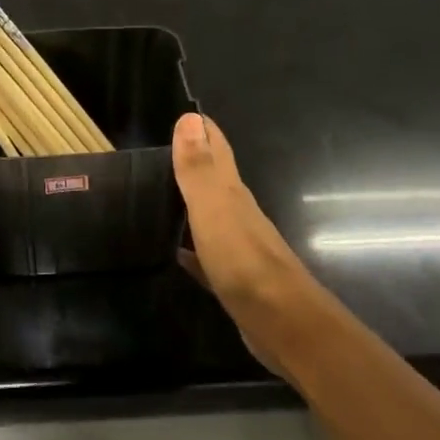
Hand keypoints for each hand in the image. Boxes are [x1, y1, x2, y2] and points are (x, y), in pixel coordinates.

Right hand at [172, 113, 312, 377]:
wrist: (283, 324)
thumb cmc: (244, 263)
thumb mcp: (214, 210)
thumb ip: (199, 168)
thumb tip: (190, 118)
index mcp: (232, 194)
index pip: (217, 149)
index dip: (202, 130)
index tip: (181, 114)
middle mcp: (237, 214)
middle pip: (213, 180)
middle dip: (193, 162)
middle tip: (157, 154)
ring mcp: (237, 248)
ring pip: (209, 216)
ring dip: (188, 203)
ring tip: (156, 196)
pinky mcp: (233, 279)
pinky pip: (205, 256)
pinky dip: (189, 248)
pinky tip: (174, 252)